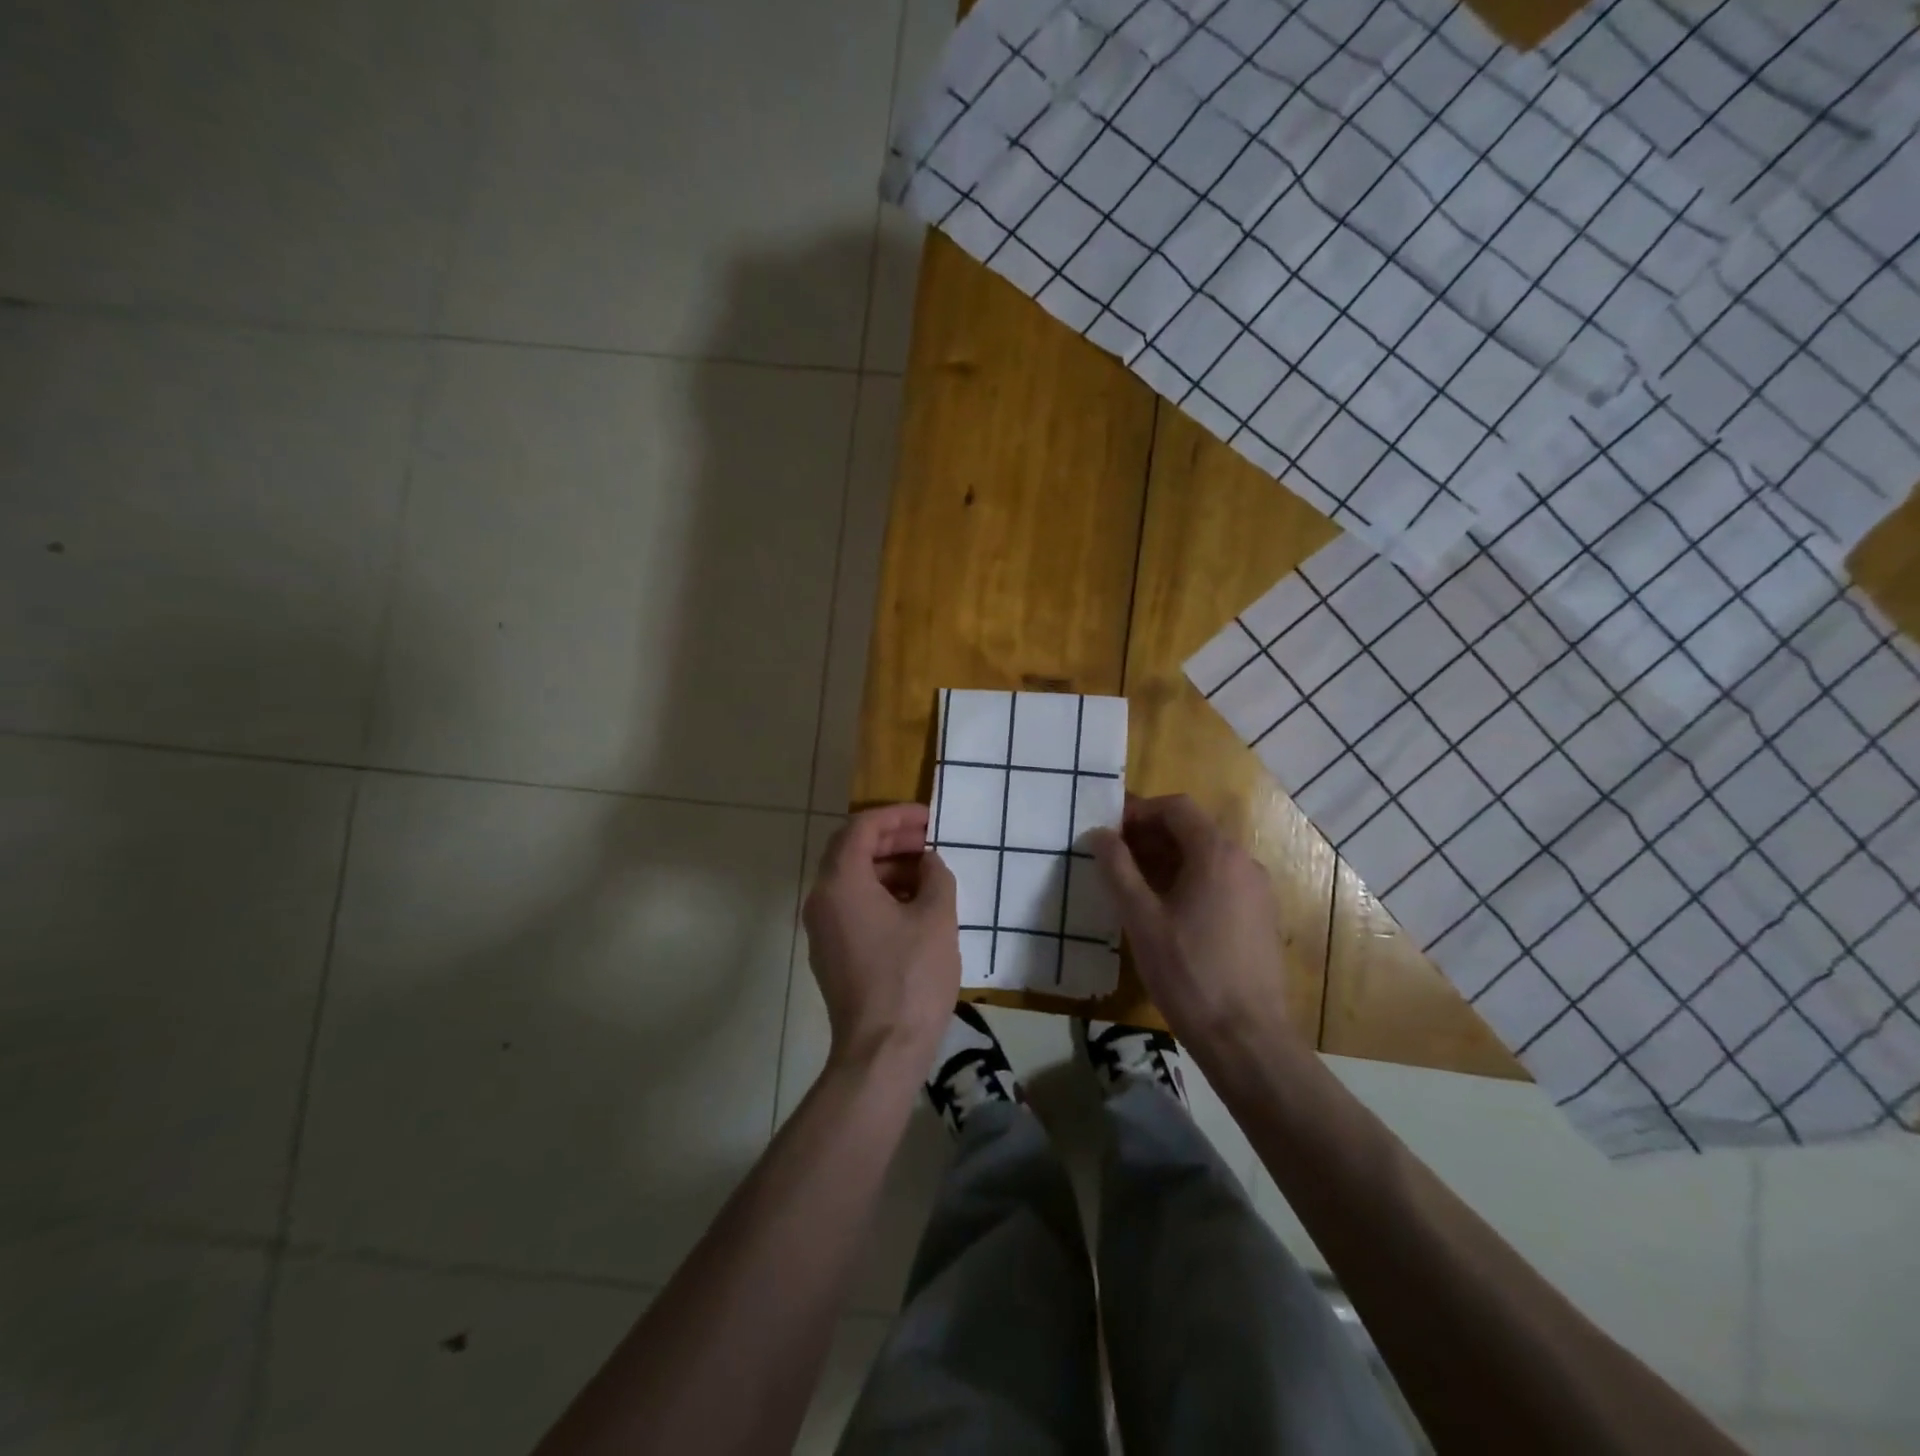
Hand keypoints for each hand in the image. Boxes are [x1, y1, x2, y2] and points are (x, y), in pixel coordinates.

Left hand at [803, 804, 960, 1073]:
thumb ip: (936, 876)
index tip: (928, 818)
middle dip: (890, 839)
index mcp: (841, 883)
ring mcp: (821, 928)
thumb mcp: (937, 918)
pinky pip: (850, 905)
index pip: (860, 828)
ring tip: (927, 872)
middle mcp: (821, 899)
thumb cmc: (911, 977)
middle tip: (928, 840)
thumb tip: (928, 862)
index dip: (895, 816)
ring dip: (886, 866)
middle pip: (850, 850)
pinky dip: (878, 893)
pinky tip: (912, 904)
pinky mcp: (830, 952)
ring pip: (850, 879)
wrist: (881, 1050)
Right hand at [1089, 794, 1294, 1055]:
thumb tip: (1099, 834)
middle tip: (1114, 858)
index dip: (1139, 812)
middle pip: (1193, 829)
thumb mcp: (1141, 919)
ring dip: (1168, 859)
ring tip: (1133, 885)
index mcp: (1217, 854)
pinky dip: (1190, 880)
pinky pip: (1221, 881)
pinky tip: (1165, 912)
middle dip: (1150, 836)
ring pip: (1207, 857)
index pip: (1176, 807)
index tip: (1110, 833)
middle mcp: (1244, 862)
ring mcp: (1257, 891)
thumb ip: (1118, 870)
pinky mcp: (1260, 917)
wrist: (1247, 1038)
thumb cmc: (1188, 973)